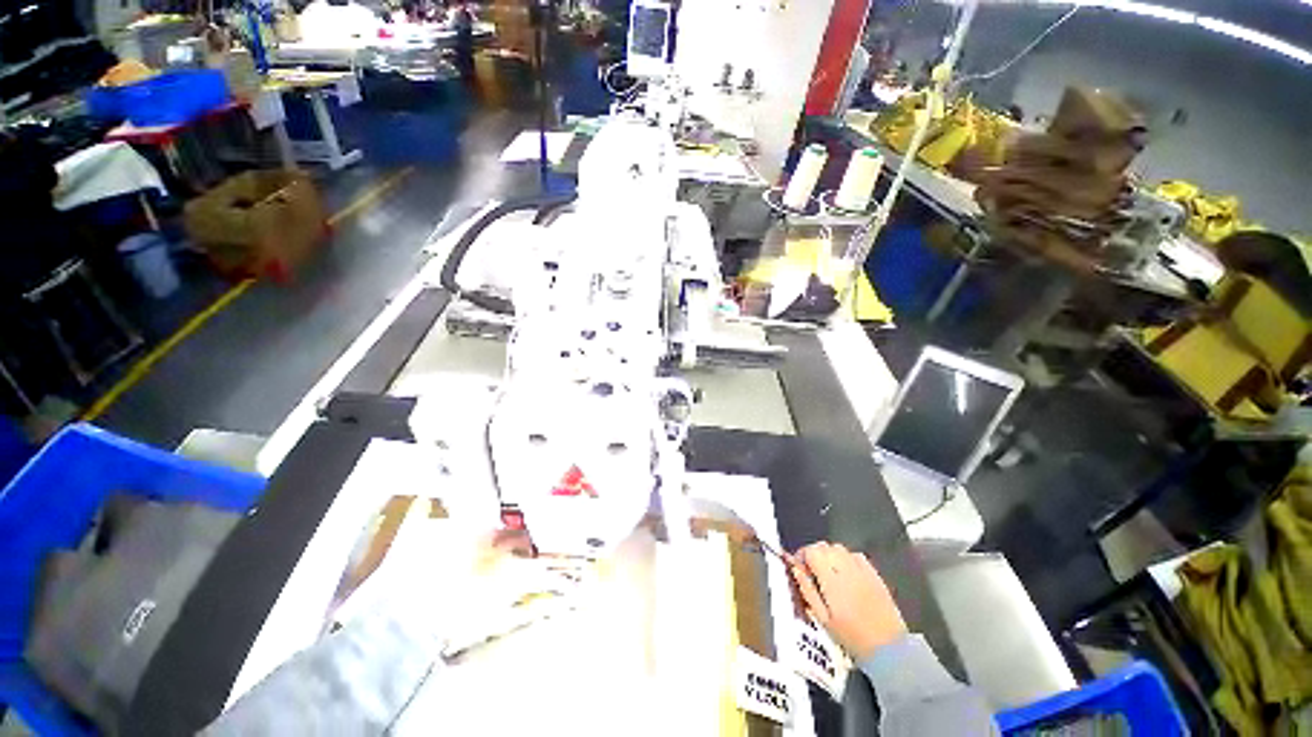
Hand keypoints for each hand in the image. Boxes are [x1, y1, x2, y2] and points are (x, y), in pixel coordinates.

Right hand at [790, 542, 905, 661]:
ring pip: (839, 548)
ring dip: (830, 555)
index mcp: (831, 580)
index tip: (800, 568)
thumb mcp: (823, 619)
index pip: (812, 552)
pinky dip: (847, 558)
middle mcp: (846, 569)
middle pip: (824, 546)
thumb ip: (808, 591)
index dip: (802, 556)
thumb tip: (796, 569)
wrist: (888, 648)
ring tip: (829, 572)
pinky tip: (847, 573)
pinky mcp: (875, 574)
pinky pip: (856, 555)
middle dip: (814, 554)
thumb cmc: (851, 637)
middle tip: (812, 571)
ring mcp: (862, 570)